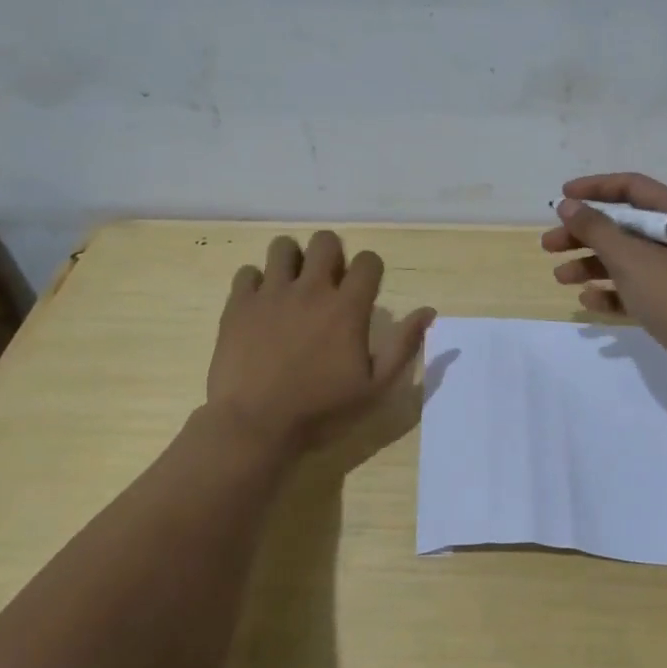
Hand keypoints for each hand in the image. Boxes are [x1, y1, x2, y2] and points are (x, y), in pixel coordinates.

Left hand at [207, 231, 435, 452]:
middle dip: (331, 255)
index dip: (370, 270)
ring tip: (292, 286)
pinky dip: (256, 283)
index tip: (364, 289)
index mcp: (347, 307)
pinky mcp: (238, 305)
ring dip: (292, 261)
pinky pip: (247, 272)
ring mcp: (271, 294)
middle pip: (325, 241)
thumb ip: (403, 345)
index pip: (368, 261)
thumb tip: (428, 311)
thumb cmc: (322, 411)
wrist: (256, 426)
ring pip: (283, 247)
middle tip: (327, 282)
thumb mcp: (375, 387)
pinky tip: (261, 305)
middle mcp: (310, 289)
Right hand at [542, 173, 666, 377]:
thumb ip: (596, 229)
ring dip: (591, 265)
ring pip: (626, 257)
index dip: (594, 189)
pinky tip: (588, 301)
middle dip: (584, 235)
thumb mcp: (631, 259)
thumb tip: (567, 205)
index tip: (561, 197)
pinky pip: (635, 286)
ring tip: (560, 279)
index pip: (631, 187)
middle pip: (623, 225)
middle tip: (548, 246)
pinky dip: (612, 290)